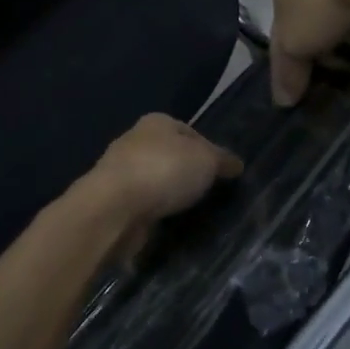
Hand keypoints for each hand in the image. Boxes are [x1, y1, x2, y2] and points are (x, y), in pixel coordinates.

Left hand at [79, 114, 242, 247]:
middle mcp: (135, 141)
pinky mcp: (114, 201)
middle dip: (188, 174)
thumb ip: (222, 160)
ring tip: (195, 215)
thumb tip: (235, 164)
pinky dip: (156, 213)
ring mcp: (121, 172)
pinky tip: (171, 226)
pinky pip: (144, 205)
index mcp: (156, 122)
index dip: (209, 150)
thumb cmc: (163, 170)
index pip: (190, 132)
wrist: (114, 207)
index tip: (224, 173)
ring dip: (170, 196)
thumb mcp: (206, 160)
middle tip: (212, 195)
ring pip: (156, 182)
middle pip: (171, 156)